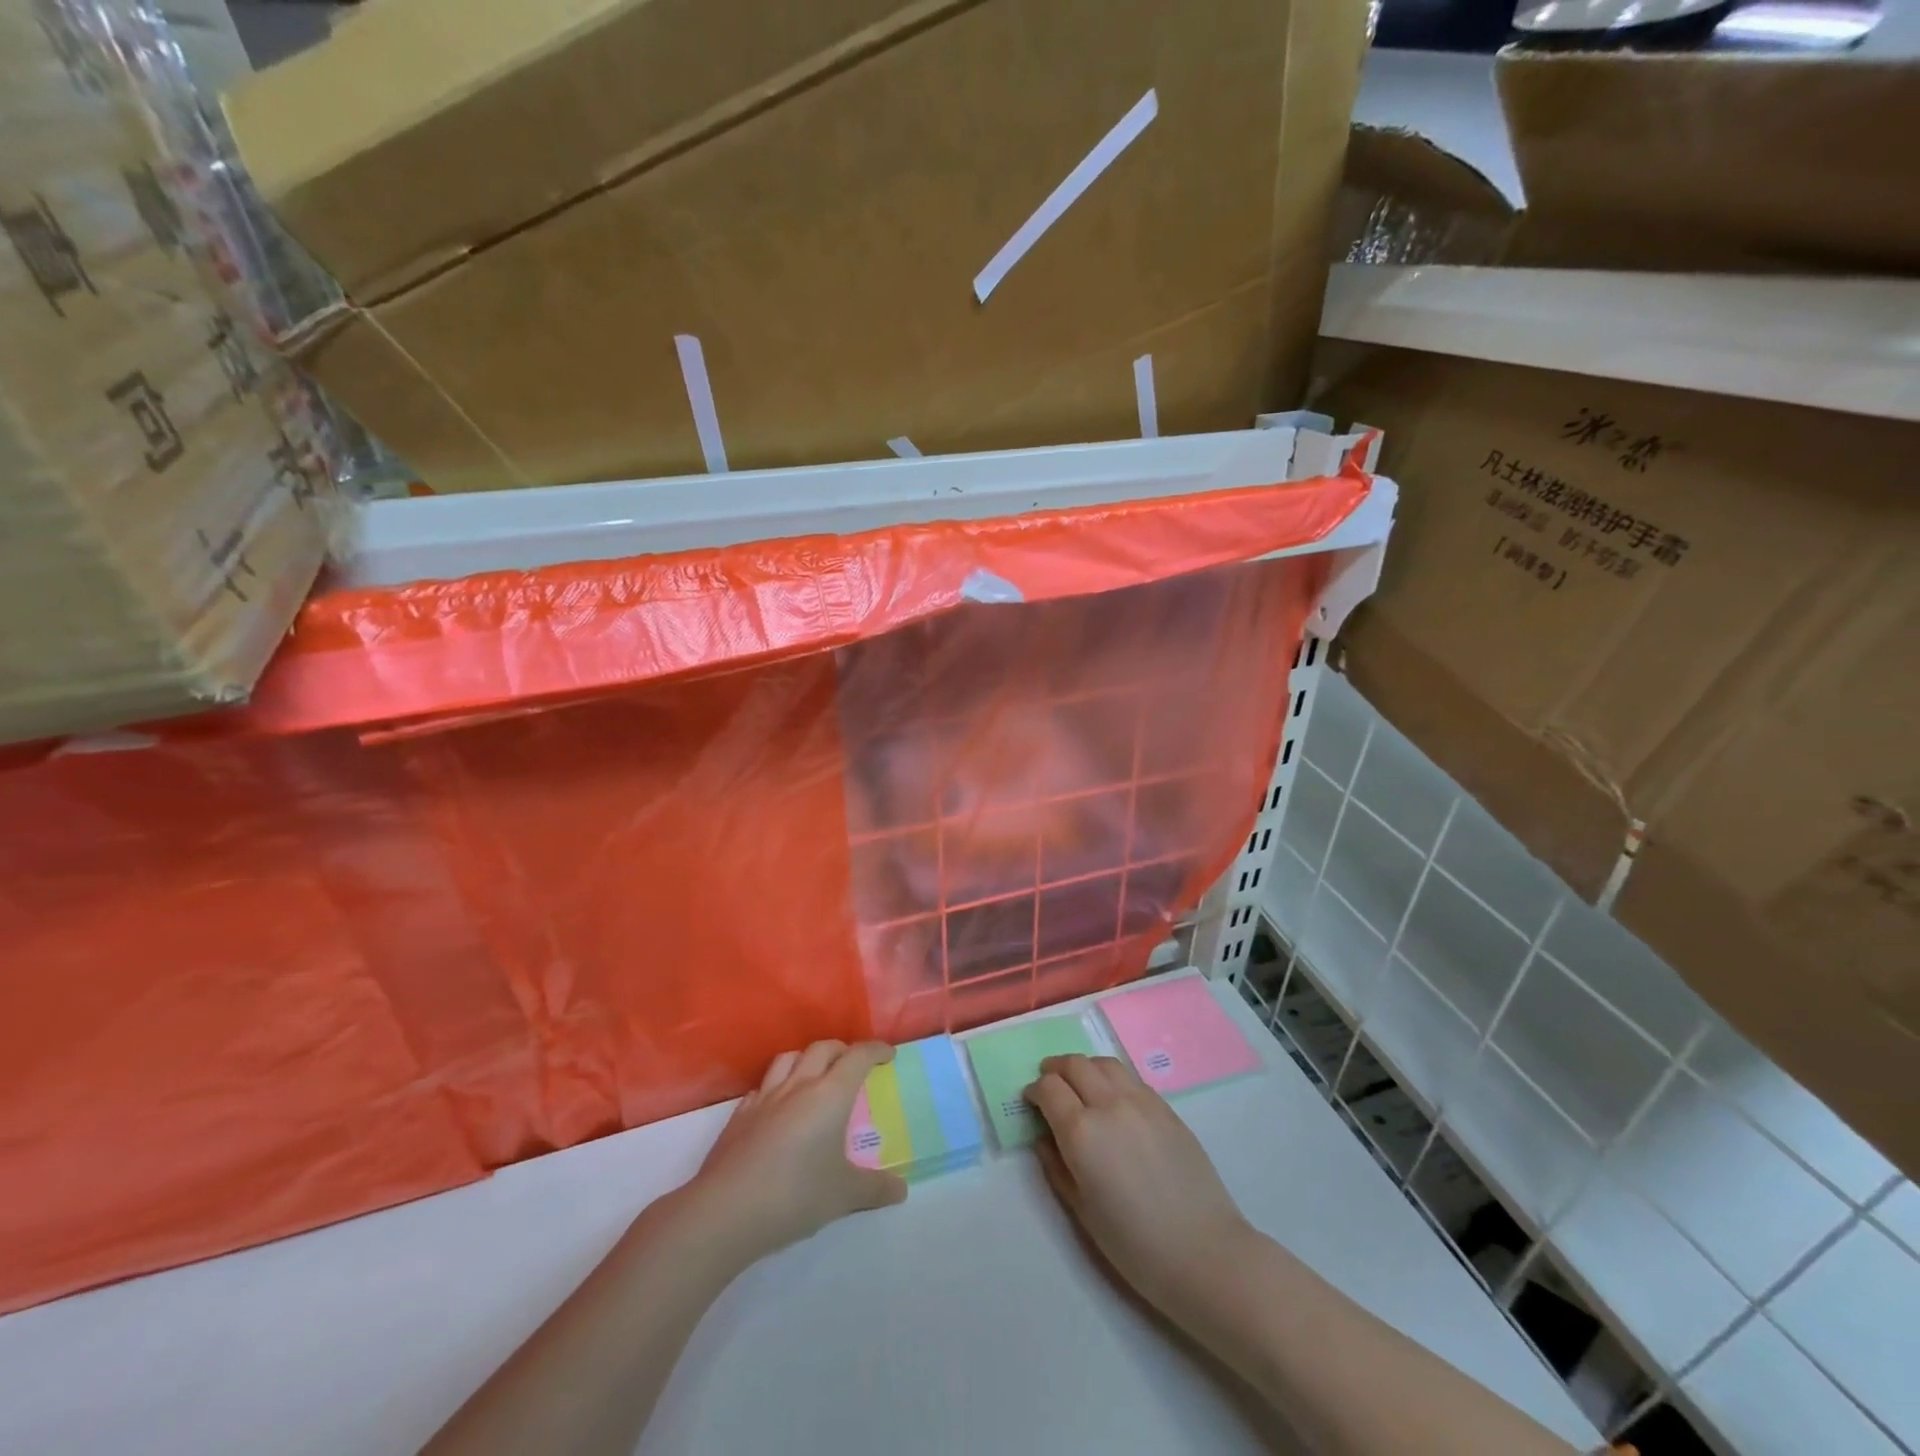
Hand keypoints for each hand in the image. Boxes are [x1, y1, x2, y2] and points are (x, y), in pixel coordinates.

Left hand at [687, 1040, 907, 1263]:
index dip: (876, 1050)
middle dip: (842, 1050)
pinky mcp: (740, 1115)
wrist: (726, 1210)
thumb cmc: (795, 1195)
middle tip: (854, 1065)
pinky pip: (763, 1086)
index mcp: (830, 1094)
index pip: (858, 1056)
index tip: (888, 1055)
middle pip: (823, 1048)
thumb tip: (901, 1189)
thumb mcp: (844, 1195)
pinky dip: (777, 1085)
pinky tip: (778, 1106)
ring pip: (789, 1058)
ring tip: (815, 1075)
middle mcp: (799, 1085)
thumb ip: (875, 1189)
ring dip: (807, 1058)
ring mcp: (765, 1097)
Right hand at [1025, 1053, 1253, 1314]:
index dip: (1034, 1091)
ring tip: (1080, 1084)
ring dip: (1085, 1067)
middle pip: (1075, 1064)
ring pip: (1104, 1063)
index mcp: (1082, 1131)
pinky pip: (1131, 1079)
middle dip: (1056, 1070)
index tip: (1031, 1102)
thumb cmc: (1135, 1244)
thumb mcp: (1082, 1211)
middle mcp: (1109, 1104)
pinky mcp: (1166, 1108)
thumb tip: (1044, 1138)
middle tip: (1049, 1084)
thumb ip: (1057, 1166)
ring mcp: (1141, 1101)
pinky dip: (1113, 1079)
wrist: (1204, 1253)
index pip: (1048, 1088)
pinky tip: (1114, 1100)